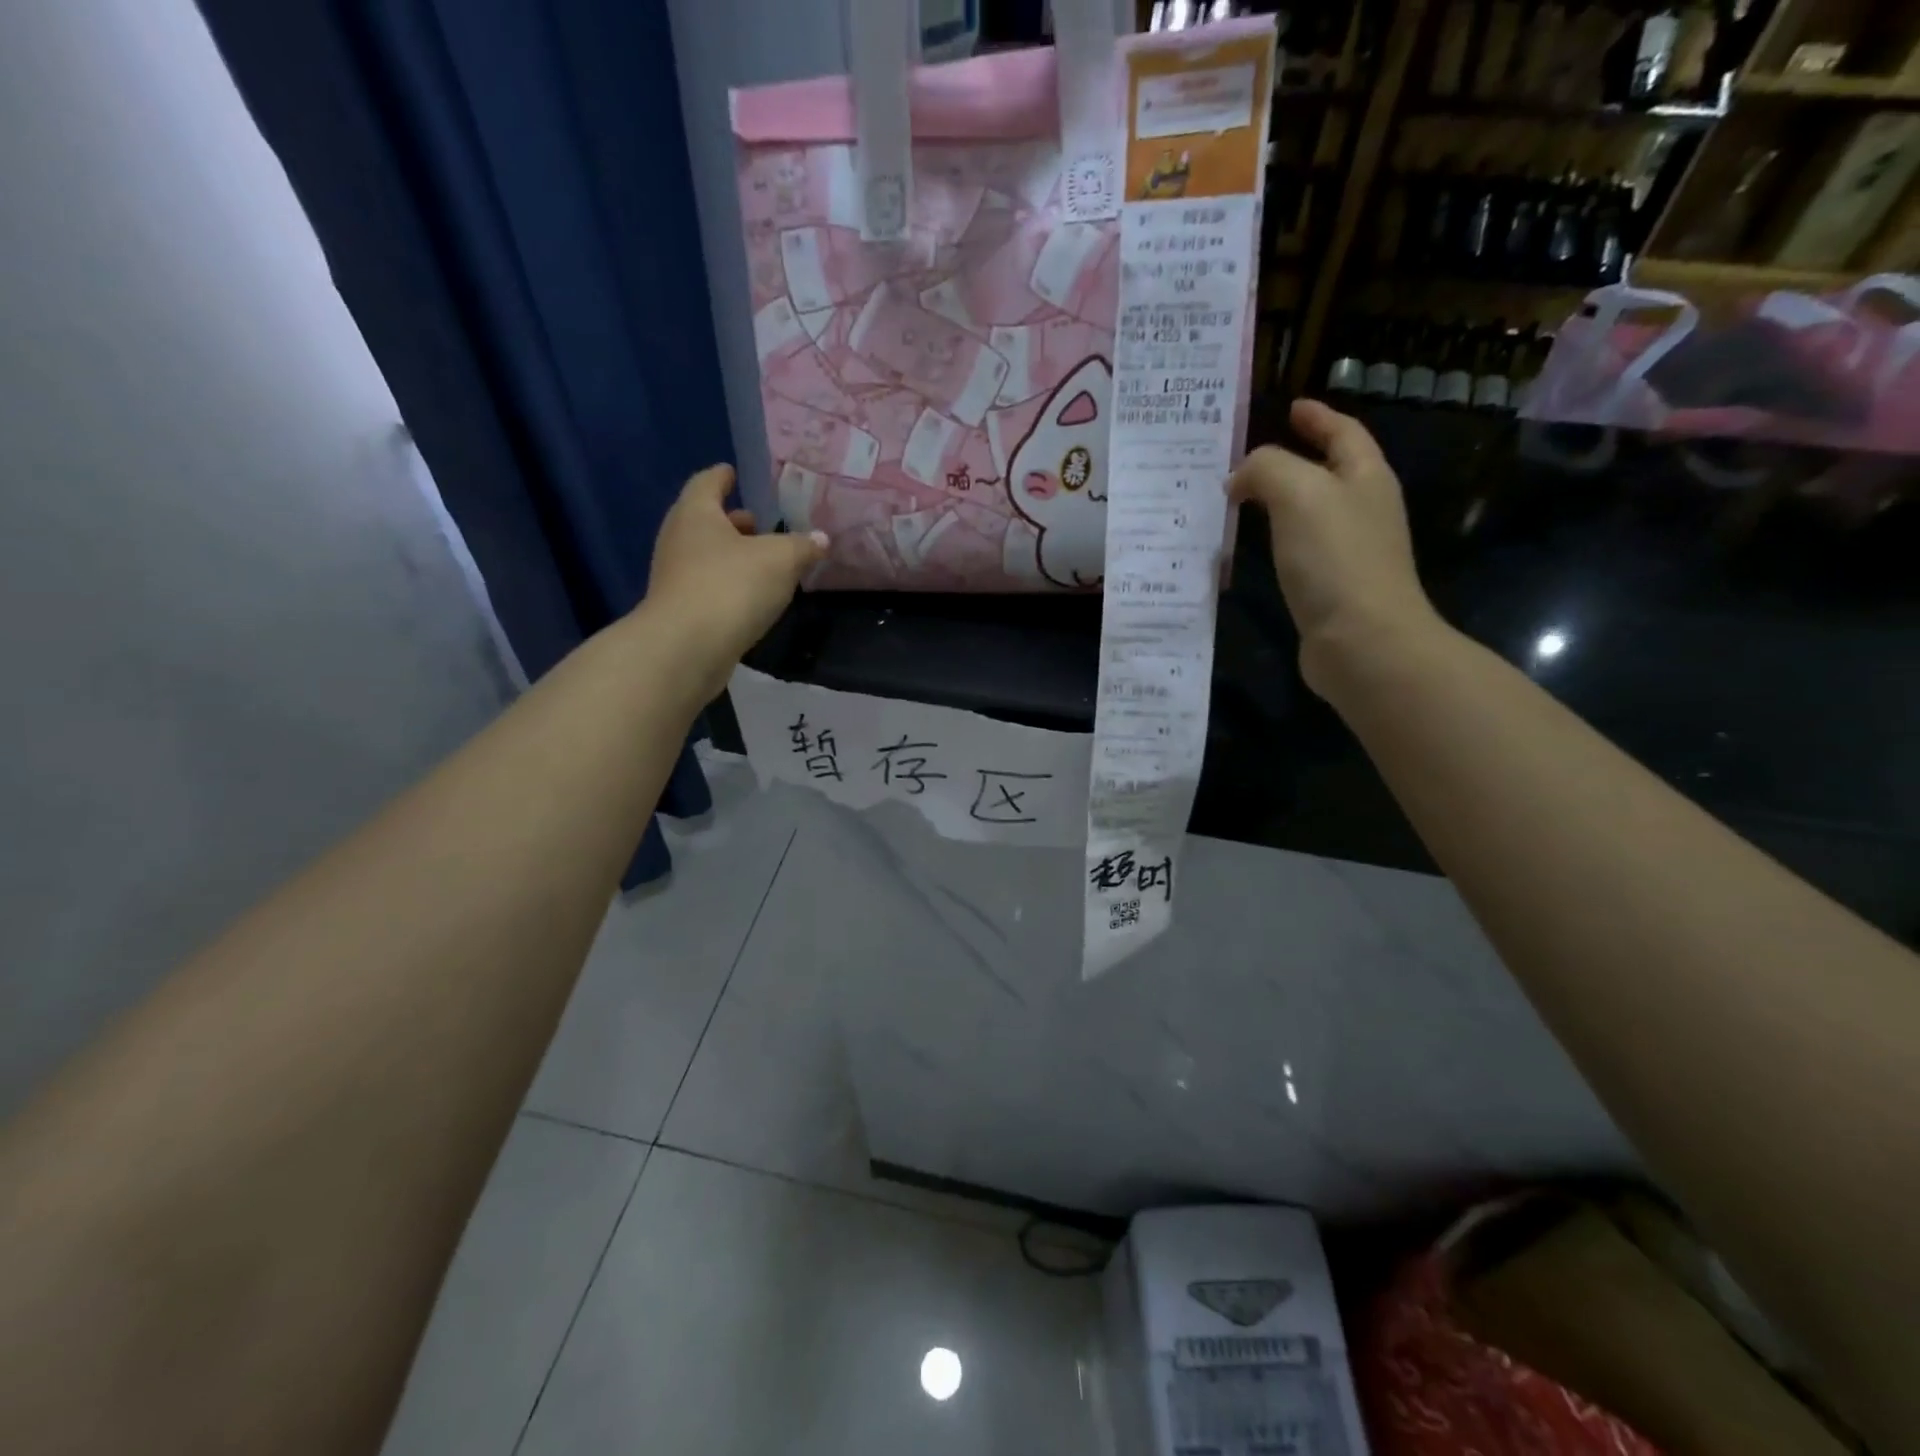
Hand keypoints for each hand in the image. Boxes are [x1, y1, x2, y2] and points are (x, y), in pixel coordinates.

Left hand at [643, 464, 827, 689]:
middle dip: (731, 521)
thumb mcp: (781, 560)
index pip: (707, 483)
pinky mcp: (680, 611)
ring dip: (731, 555)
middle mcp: (678, 539)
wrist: (686, 648)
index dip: (722, 476)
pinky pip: (707, 587)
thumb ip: (802, 546)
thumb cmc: (731, 586)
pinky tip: (750, 597)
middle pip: (704, 521)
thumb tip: (821, 539)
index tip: (732, 472)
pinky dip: (727, 585)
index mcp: (696, 514)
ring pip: (705, 556)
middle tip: (757, 523)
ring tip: (761, 563)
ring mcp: (674, 577)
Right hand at [1230, 400, 1439, 695]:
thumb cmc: (1334, 559)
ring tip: (1242, 498)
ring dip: (1280, 501)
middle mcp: (1363, 510)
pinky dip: (1276, 538)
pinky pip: (1299, 549)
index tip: (1291, 407)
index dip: (1318, 418)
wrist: (1361, 641)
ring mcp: (1350, 552)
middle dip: (1295, 458)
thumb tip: (1240, 478)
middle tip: (1251, 458)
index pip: (1343, 433)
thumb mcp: (1298, 493)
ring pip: (1311, 512)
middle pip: (1329, 471)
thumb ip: (1266, 469)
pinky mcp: (1331, 588)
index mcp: (1365, 478)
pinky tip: (1253, 548)